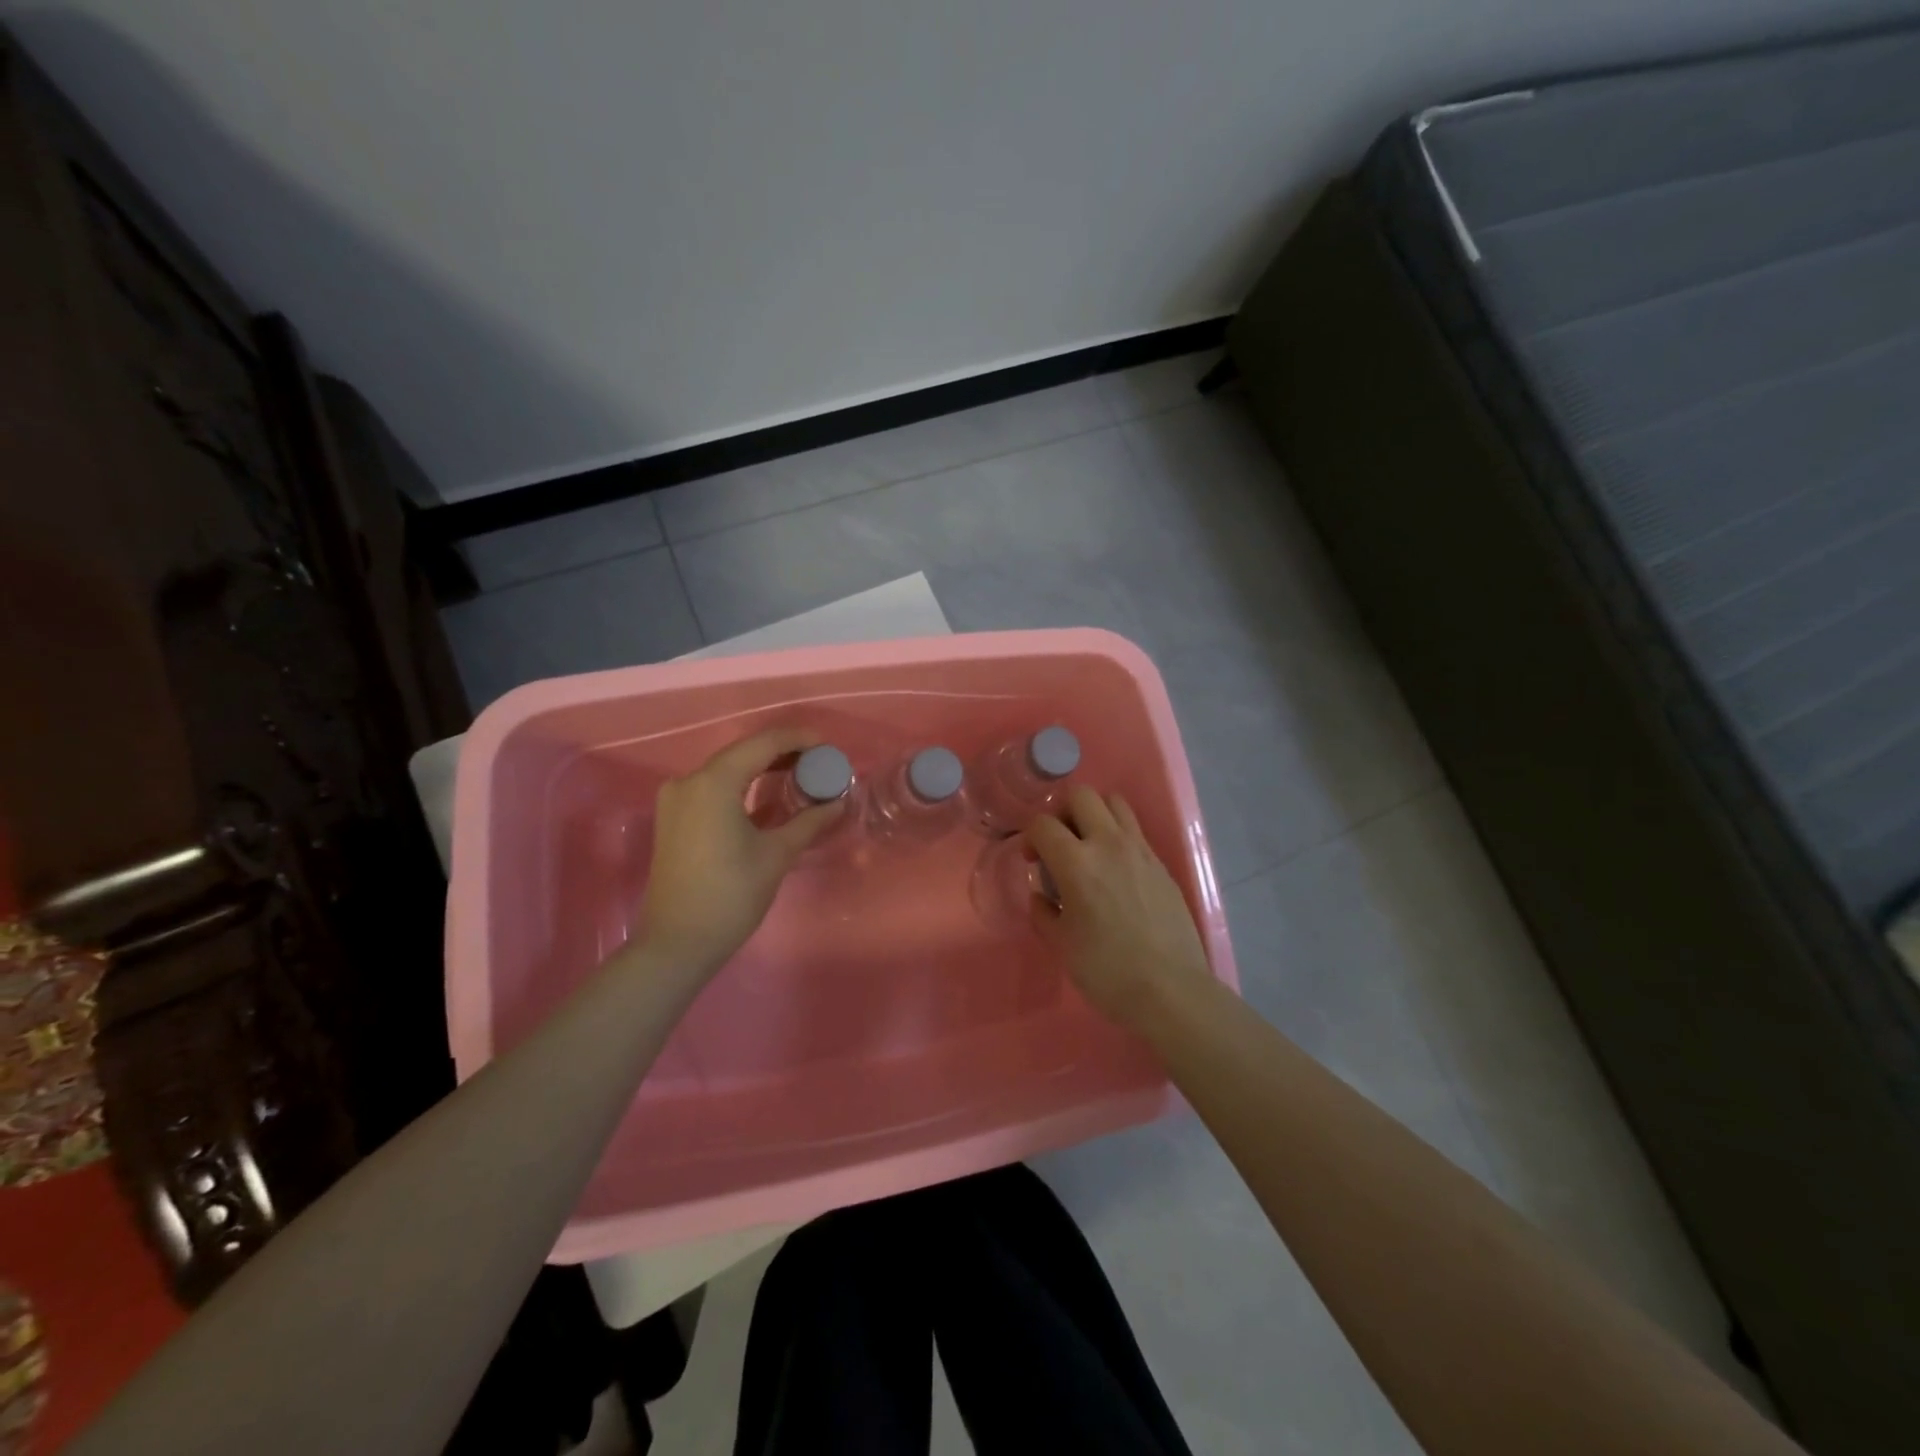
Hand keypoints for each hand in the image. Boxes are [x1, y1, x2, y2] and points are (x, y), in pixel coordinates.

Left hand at [635, 728, 843, 973]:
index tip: (828, 746)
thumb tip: (838, 802)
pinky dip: (742, 786)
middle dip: (783, 753)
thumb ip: (809, 821)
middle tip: (819, 762)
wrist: (677, 943)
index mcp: (714, 782)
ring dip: (762, 768)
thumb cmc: (731, 895)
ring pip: (727, 769)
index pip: (763, 743)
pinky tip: (768, 797)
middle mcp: (690, 780)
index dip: (798, 739)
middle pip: (743, 752)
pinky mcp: (674, 818)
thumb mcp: (776, 855)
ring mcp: (677, 799)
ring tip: (800, 775)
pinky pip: (714, 788)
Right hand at [1025, 786, 1215, 1032]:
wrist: (1171, 989)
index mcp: (1076, 863)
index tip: (1033, 861)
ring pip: (1114, 803)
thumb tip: (1043, 895)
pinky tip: (1116, 870)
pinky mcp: (1161, 864)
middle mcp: (1108, 844)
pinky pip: (1135, 830)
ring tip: (1089, 845)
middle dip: (1062, 811)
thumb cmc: (1106, 970)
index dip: (1030, 836)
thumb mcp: (1061, 944)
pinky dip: (1118, 836)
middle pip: (1081, 795)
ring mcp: (1140, 850)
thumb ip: (1043, 912)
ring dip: (1095, 814)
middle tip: (1059, 841)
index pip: (1043, 823)